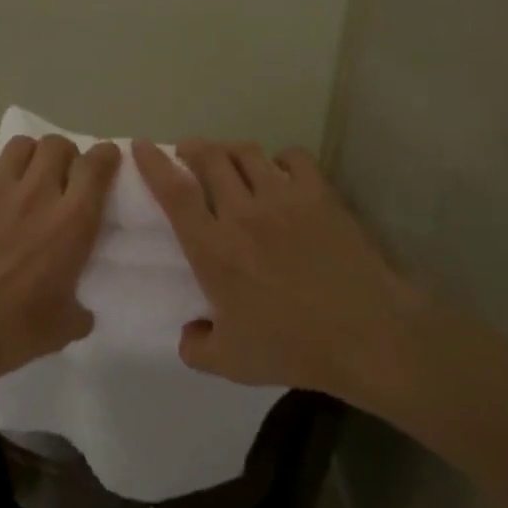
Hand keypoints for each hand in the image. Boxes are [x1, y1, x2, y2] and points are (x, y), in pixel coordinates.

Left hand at [0, 135, 120, 386]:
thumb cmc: (14, 329)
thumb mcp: (64, 328)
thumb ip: (80, 311)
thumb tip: (82, 312)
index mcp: (73, 221)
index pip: (97, 166)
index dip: (104, 157)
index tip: (104, 162)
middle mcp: (38, 193)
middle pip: (58, 145)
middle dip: (64, 155)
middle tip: (60, 175)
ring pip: (19, 144)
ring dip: (27, 155)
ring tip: (22, 174)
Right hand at [131, 139, 418, 395]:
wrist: (366, 334)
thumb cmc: (293, 348)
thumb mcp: (230, 362)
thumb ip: (196, 347)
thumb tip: (188, 332)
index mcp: (213, 249)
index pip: (174, 192)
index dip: (153, 163)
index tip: (141, 145)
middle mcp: (242, 213)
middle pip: (209, 158)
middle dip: (192, 148)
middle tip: (188, 152)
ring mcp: (283, 199)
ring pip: (247, 153)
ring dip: (231, 151)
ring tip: (230, 160)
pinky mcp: (320, 195)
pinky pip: (293, 157)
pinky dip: (280, 159)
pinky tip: (281, 173)